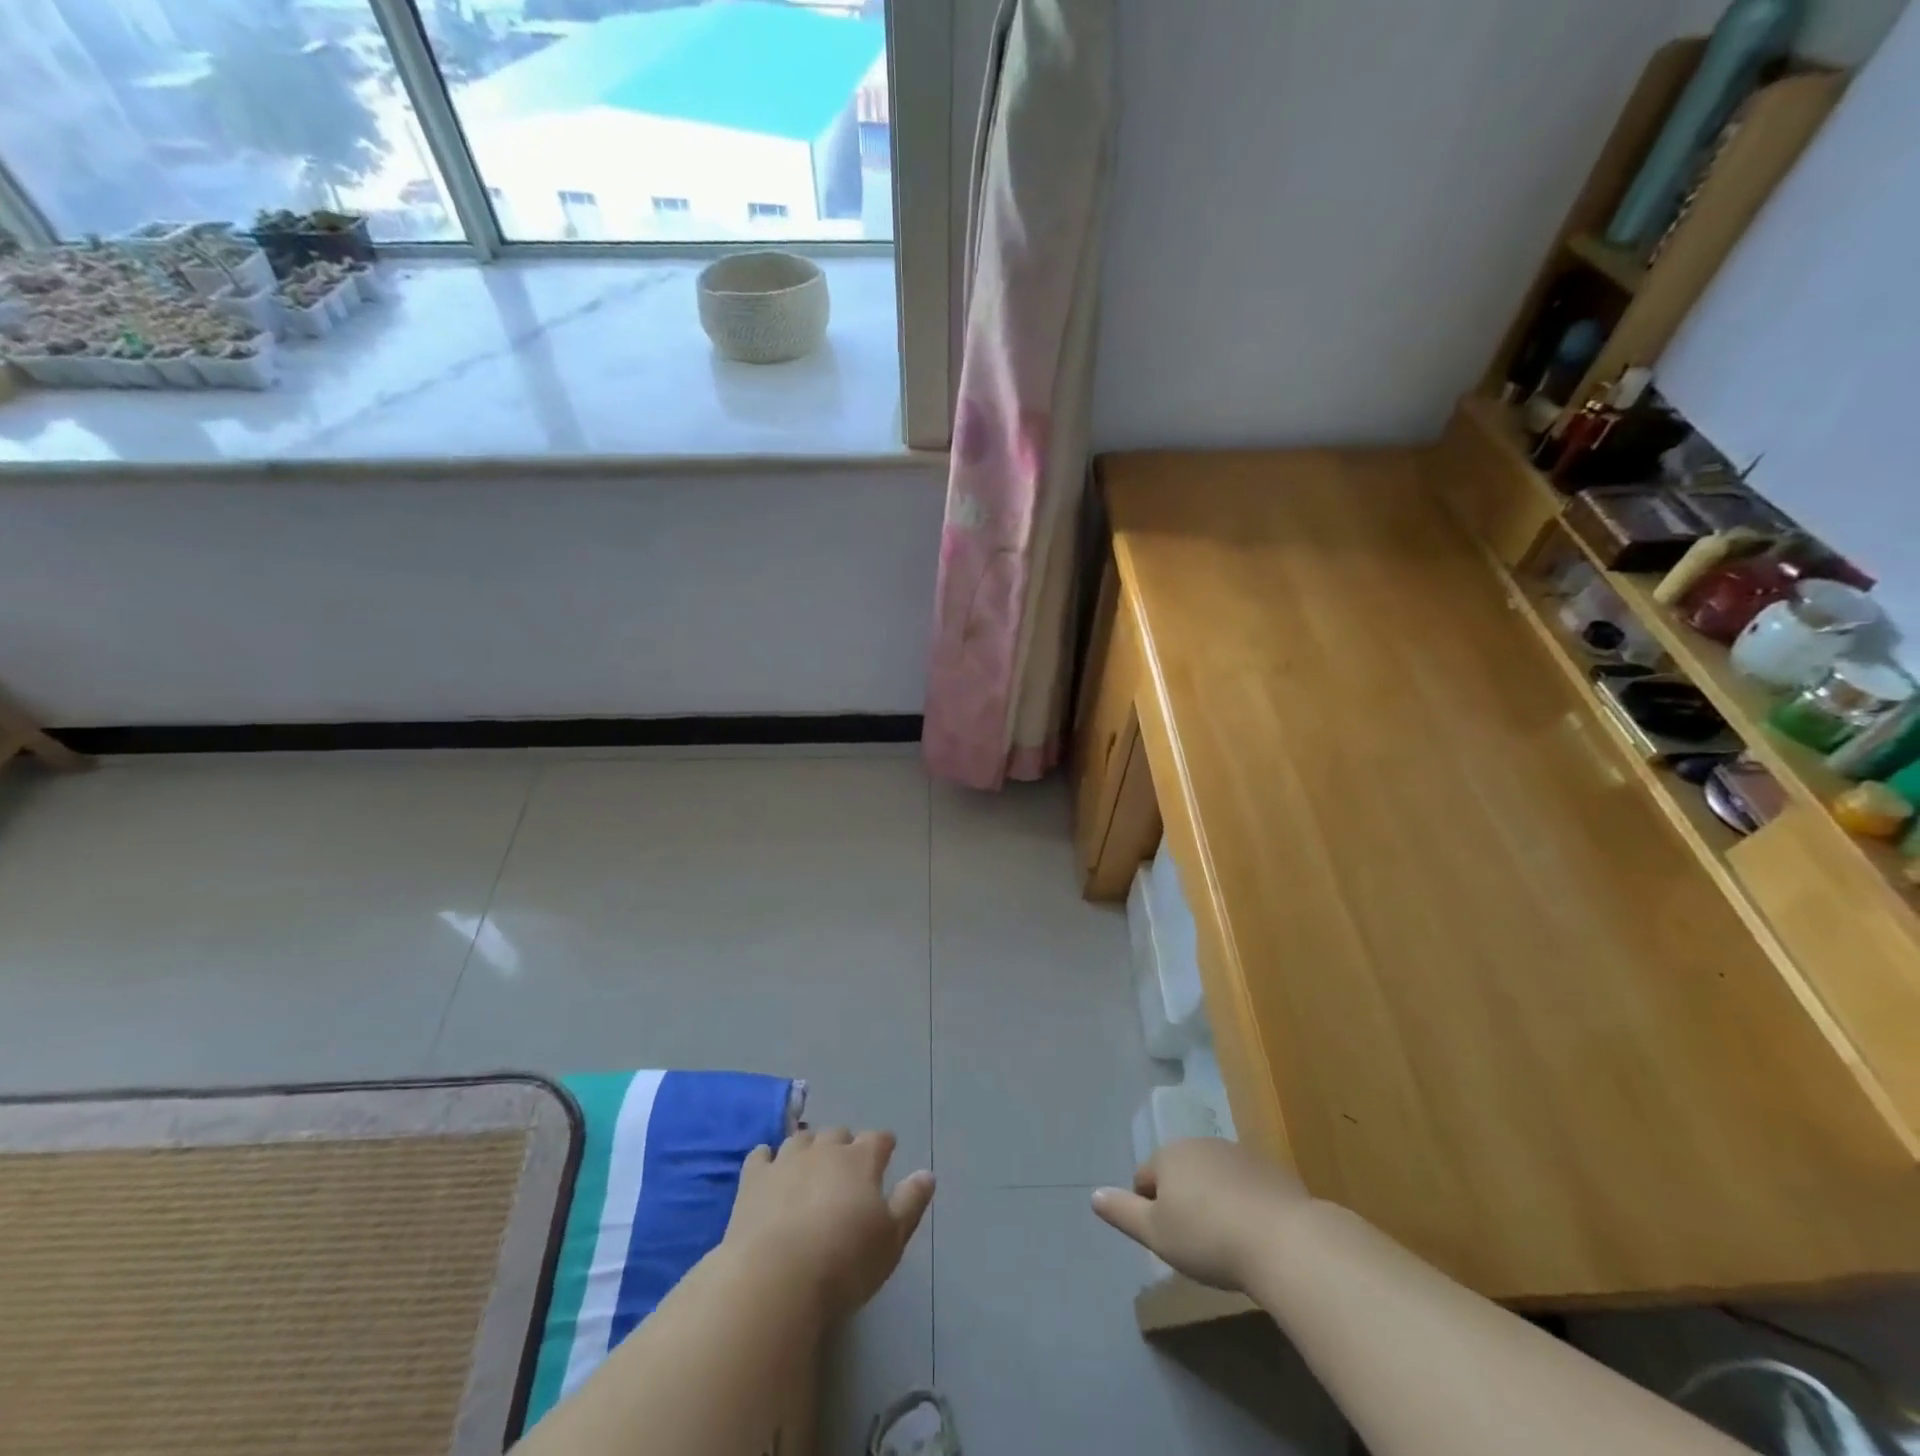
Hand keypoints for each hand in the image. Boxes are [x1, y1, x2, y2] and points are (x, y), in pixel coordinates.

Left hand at [725, 1128, 934, 1322]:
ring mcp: (786, 1160)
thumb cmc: (844, 1262)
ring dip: (808, 1147)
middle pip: (838, 1133)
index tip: (886, 1152)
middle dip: (844, 1144)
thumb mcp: (891, 1240)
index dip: (883, 1144)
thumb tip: (927, 1174)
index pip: (878, 1140)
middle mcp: (825, 1149)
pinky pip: (761, 1155)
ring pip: (801, 1139)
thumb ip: (910, 1202)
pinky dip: (767, 1158)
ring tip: (810, 1164)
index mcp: (861, 1160)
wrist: (775, 1278)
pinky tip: (768, 1167)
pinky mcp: (753, 1179)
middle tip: (846, 1164)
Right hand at [1092, 1138, 1310, 1291]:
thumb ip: (1123, 1212)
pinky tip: (1254, 1234)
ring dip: (1213, 1199)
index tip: (1167, 1240)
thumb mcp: (1156, 1234)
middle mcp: (1199, 1144)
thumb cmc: (1208, 1238)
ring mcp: (1237, 1153)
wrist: (1283, 1239)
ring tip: (1226, 1240)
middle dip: (1182, 1200)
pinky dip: (1243, 1203)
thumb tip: (1093, 1194)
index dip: (1148, 1210)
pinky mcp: (1270, 1169)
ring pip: (1212, 1176)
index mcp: (1168, 1155)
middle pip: (1179, 1172)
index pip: (1144, 1178)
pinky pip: (1245, 1185)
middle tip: (1195, 1243)